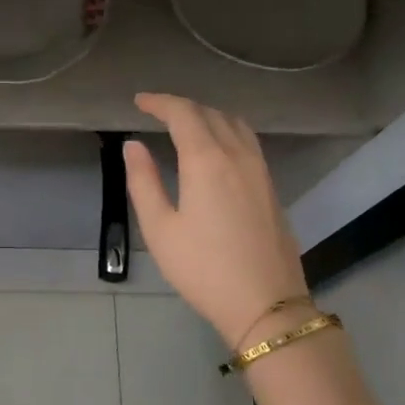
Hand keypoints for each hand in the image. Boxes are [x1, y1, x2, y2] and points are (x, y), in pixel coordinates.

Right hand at [123, 93, 309, 349]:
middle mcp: (238, 155)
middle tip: (157, 111)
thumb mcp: (159, 228)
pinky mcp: (271, 188)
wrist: (265, 303)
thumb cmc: (202, 268)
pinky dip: (227, 131)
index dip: (160, 102)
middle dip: (182, 106)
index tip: (139, 101)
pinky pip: (248, 142)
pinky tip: (216, 148)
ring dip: (209, 115)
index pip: (183, 114)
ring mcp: (260, 171)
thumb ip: (143, 181)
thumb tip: (133, 145)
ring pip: (236, 125)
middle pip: (211, 114)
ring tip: (186, 124)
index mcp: (207, 160)